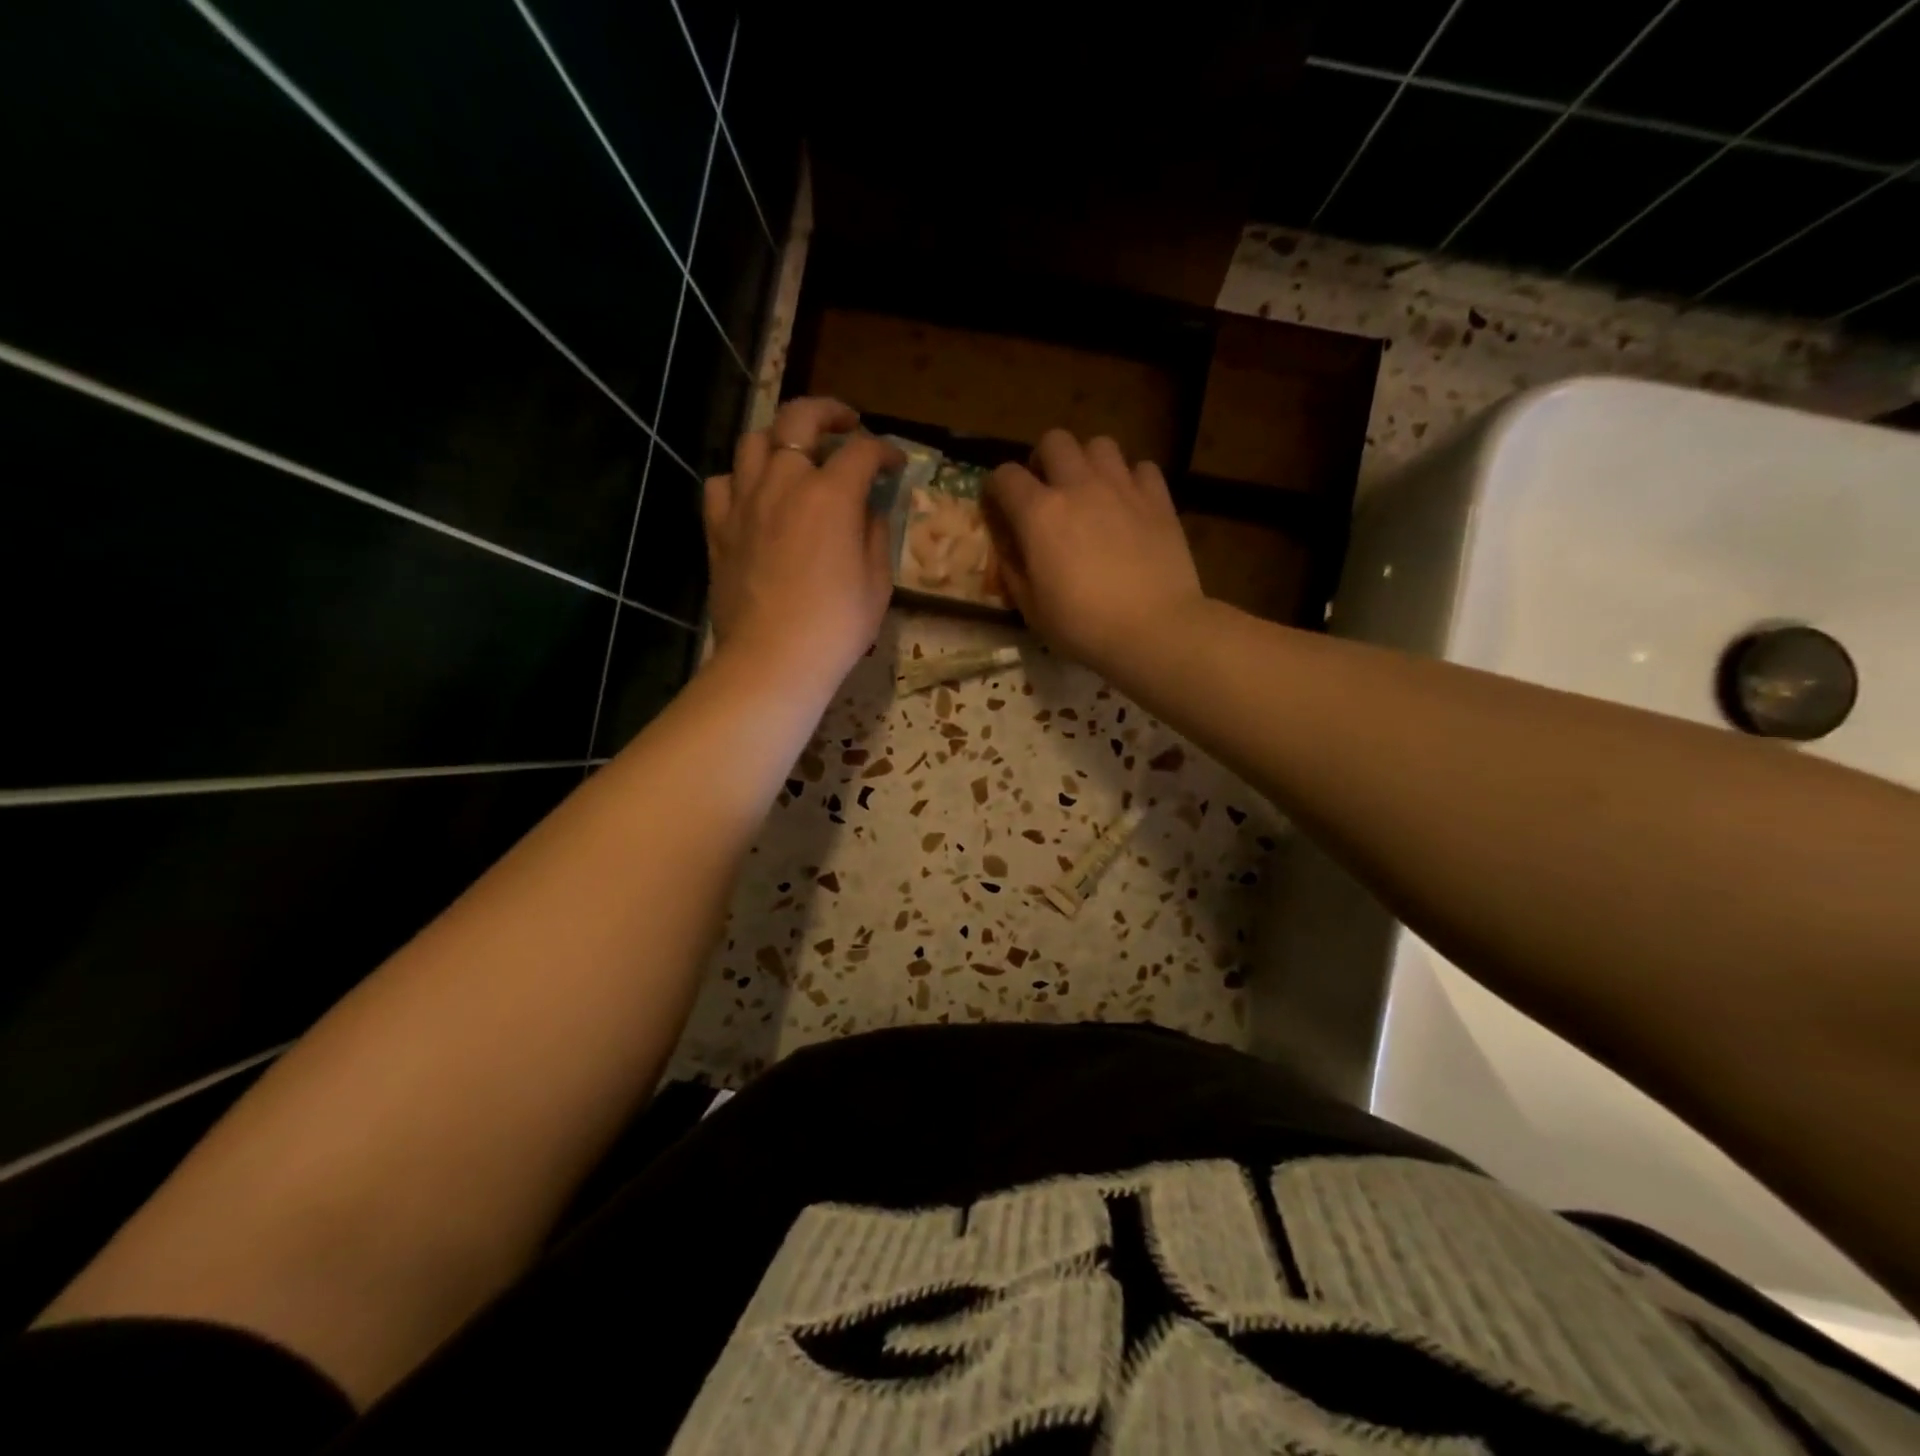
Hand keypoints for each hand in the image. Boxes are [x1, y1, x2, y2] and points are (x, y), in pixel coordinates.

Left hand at [704, 398, 901, 698]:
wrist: (773, 660)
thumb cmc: (836, 626)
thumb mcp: (877, 582)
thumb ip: (873, 534)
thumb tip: (866, 511)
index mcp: (831, 495)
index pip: (862, 452)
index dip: (884, 452)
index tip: (894, 464)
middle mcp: (784, 483)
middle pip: (800, 418)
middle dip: (829, 411)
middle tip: (846, 423)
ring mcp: (744, 502)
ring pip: (754, 442)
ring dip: (781, 438)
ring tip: (796, 454)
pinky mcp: (718, 528)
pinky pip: (722, 483)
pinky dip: (741, 479)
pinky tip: (754, 495)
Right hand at [985, 431, 1204, 671]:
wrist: (1154, 629)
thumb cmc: (1083, 626)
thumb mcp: (1031, 609)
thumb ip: (1013, 569)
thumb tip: (1007, 547)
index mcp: (1039, 513)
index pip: (1004, 476)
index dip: (996, 488)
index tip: (999, 508)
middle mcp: (1078, 486)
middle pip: (1054, 441)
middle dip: (1043, 460)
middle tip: (1047, 491)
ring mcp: (1122, 488)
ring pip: (1099, 444)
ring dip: (1088, 462)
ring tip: (1090, 491)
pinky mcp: (1158, 499)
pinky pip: (1141, 467)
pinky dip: (1131, 479)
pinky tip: (1129, 504)